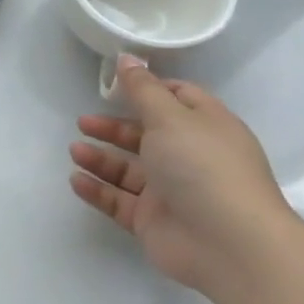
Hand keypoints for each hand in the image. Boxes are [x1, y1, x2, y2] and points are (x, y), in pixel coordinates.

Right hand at [69, 56, 297, 300]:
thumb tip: (127, 58)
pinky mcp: (154, 221)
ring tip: (75, 151)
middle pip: (146, 135)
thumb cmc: (202, 167)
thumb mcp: (170, 117)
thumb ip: (143, 89)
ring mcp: (172, 192)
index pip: (179, 99)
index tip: (117, 86)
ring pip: (129, 170)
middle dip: (114, 127)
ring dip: (101, 158)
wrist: (229, 245)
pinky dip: (98, 189)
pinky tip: (76, 180)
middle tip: (84, 122)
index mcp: (206, 127)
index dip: (149, 89)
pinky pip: (119, 200)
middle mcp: (191, 157)